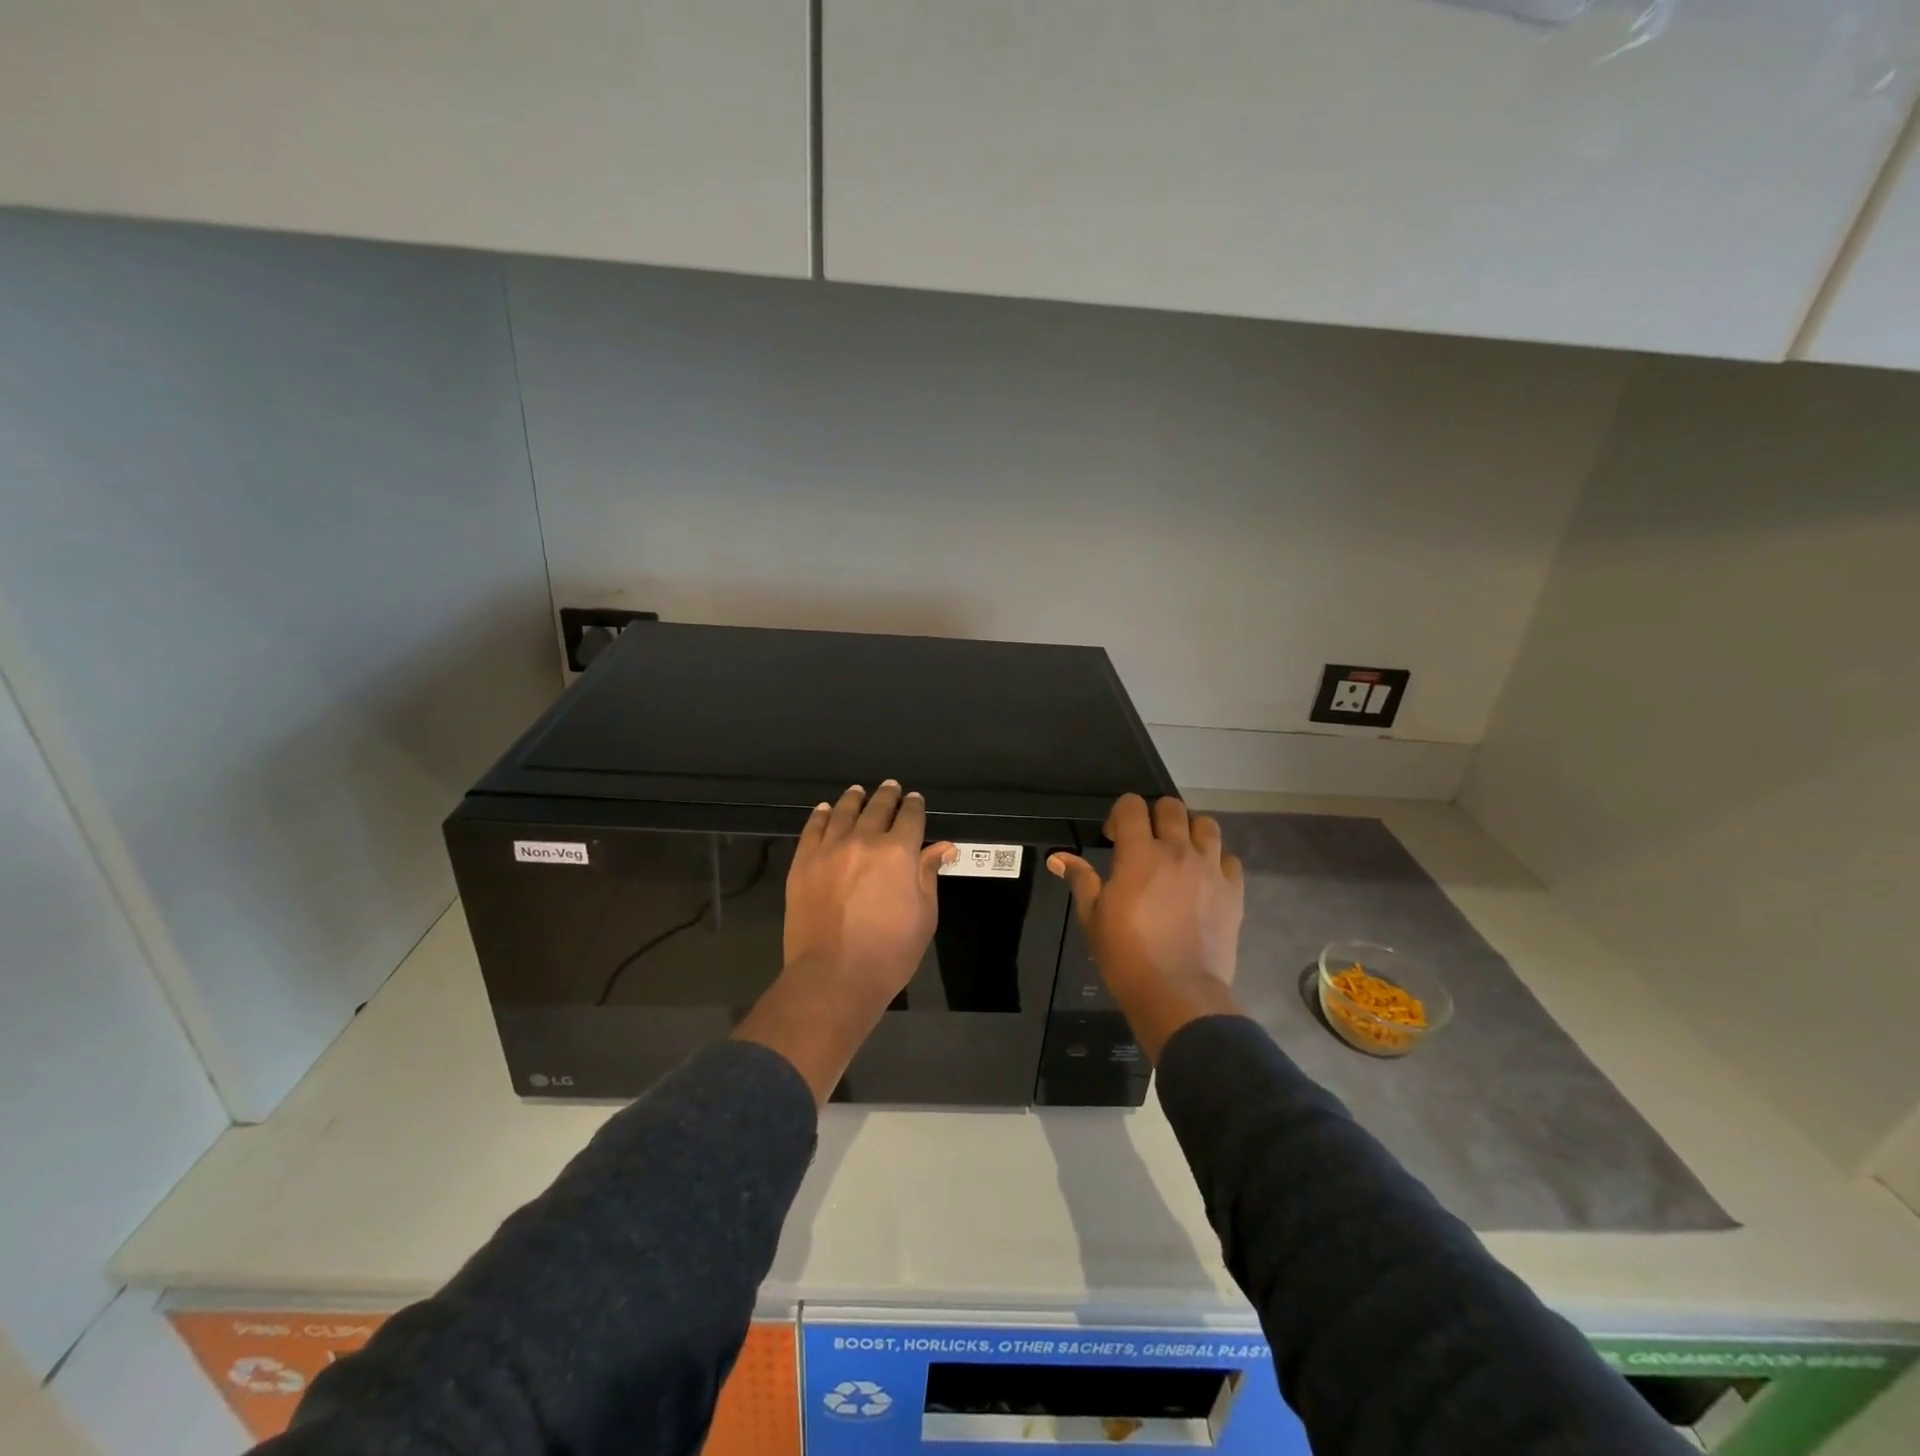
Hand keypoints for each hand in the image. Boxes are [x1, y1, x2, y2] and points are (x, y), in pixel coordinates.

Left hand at [783, 781, 955, 1003]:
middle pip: (877, 808)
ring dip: (854, 799)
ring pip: (844, 812)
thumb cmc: (889, 952)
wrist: (833, 977)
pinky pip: (813, 829)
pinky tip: (826, 810)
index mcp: (898, 853)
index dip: (914, 806)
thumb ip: (928, 875)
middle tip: (890, 787)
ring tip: (858, 791)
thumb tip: (943, 846)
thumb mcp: (923, 915)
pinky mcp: (803, 863)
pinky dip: (822, 815)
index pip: (910, 818)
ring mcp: (829, 850)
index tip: (915, 800)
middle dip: (887, 796)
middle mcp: (864, 841)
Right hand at [1048, 795, 1245, 1061]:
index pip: (1132, 805)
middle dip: (1154, 815)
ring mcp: (1209, 869)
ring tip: (1179, 853)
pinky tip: (1204, 878)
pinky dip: (1216, 860)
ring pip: (1206, 825)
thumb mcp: (1093, 918)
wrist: (1178, 994)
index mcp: (1139, 853)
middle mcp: (1177, 851)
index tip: (1113, 837)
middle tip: (1145, 842)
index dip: (1120, 813)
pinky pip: (1229, 859)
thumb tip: (1058, 858)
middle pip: (1171, 807)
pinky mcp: (1233, 891)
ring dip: (1189, 831)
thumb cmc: (1126, 955)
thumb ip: (1081, 880)